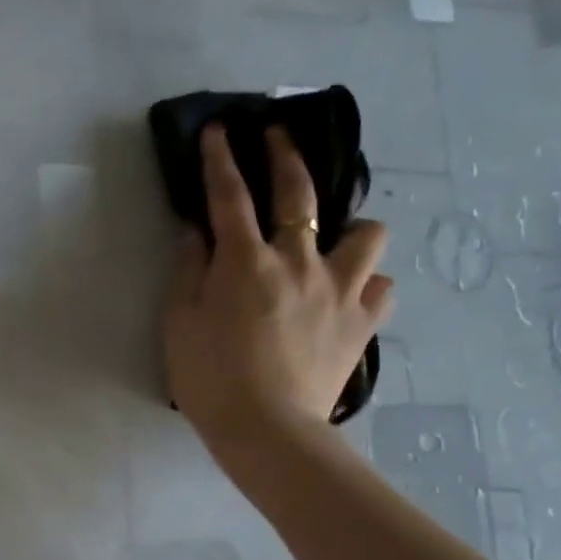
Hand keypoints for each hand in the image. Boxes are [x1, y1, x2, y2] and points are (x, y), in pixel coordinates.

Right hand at [163, 124, 393, 468]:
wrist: (268, 430)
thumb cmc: (210, 376)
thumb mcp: (179, 322)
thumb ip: (187, 270)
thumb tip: (196, 233)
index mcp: (245, 262)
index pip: (229, 196)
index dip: (220, 159)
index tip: (219, 129)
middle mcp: (298, 262)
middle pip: (300, 193)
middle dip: (287, 156)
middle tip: (278, 135)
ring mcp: (339, 290)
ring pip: (367, 234)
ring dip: (349, 227)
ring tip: (333, 240)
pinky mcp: (363, 323)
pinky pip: (381, 287)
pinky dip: (367, 282)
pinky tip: (349, 293)